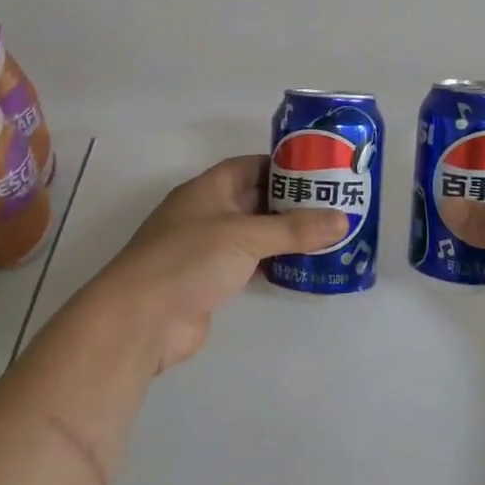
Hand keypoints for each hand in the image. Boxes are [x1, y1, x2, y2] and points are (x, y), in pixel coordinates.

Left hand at [96, 154, 347, 372]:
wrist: (141, 319)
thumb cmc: (188, 259)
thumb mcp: (244, 236)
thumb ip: (293, 229)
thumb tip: (342, 219)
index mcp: (208, 189)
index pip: (250, 166)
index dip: (283, 166)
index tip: (320, 171)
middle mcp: (208, 213)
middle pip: (256, 200)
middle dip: (292, 202)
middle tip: (334, 205)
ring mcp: (208, 249)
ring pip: (255, 234)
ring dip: (286, 235)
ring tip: (329, 235)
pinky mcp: (212, 281)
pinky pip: (251, 265)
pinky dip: (275, 264)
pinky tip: (304, 268)